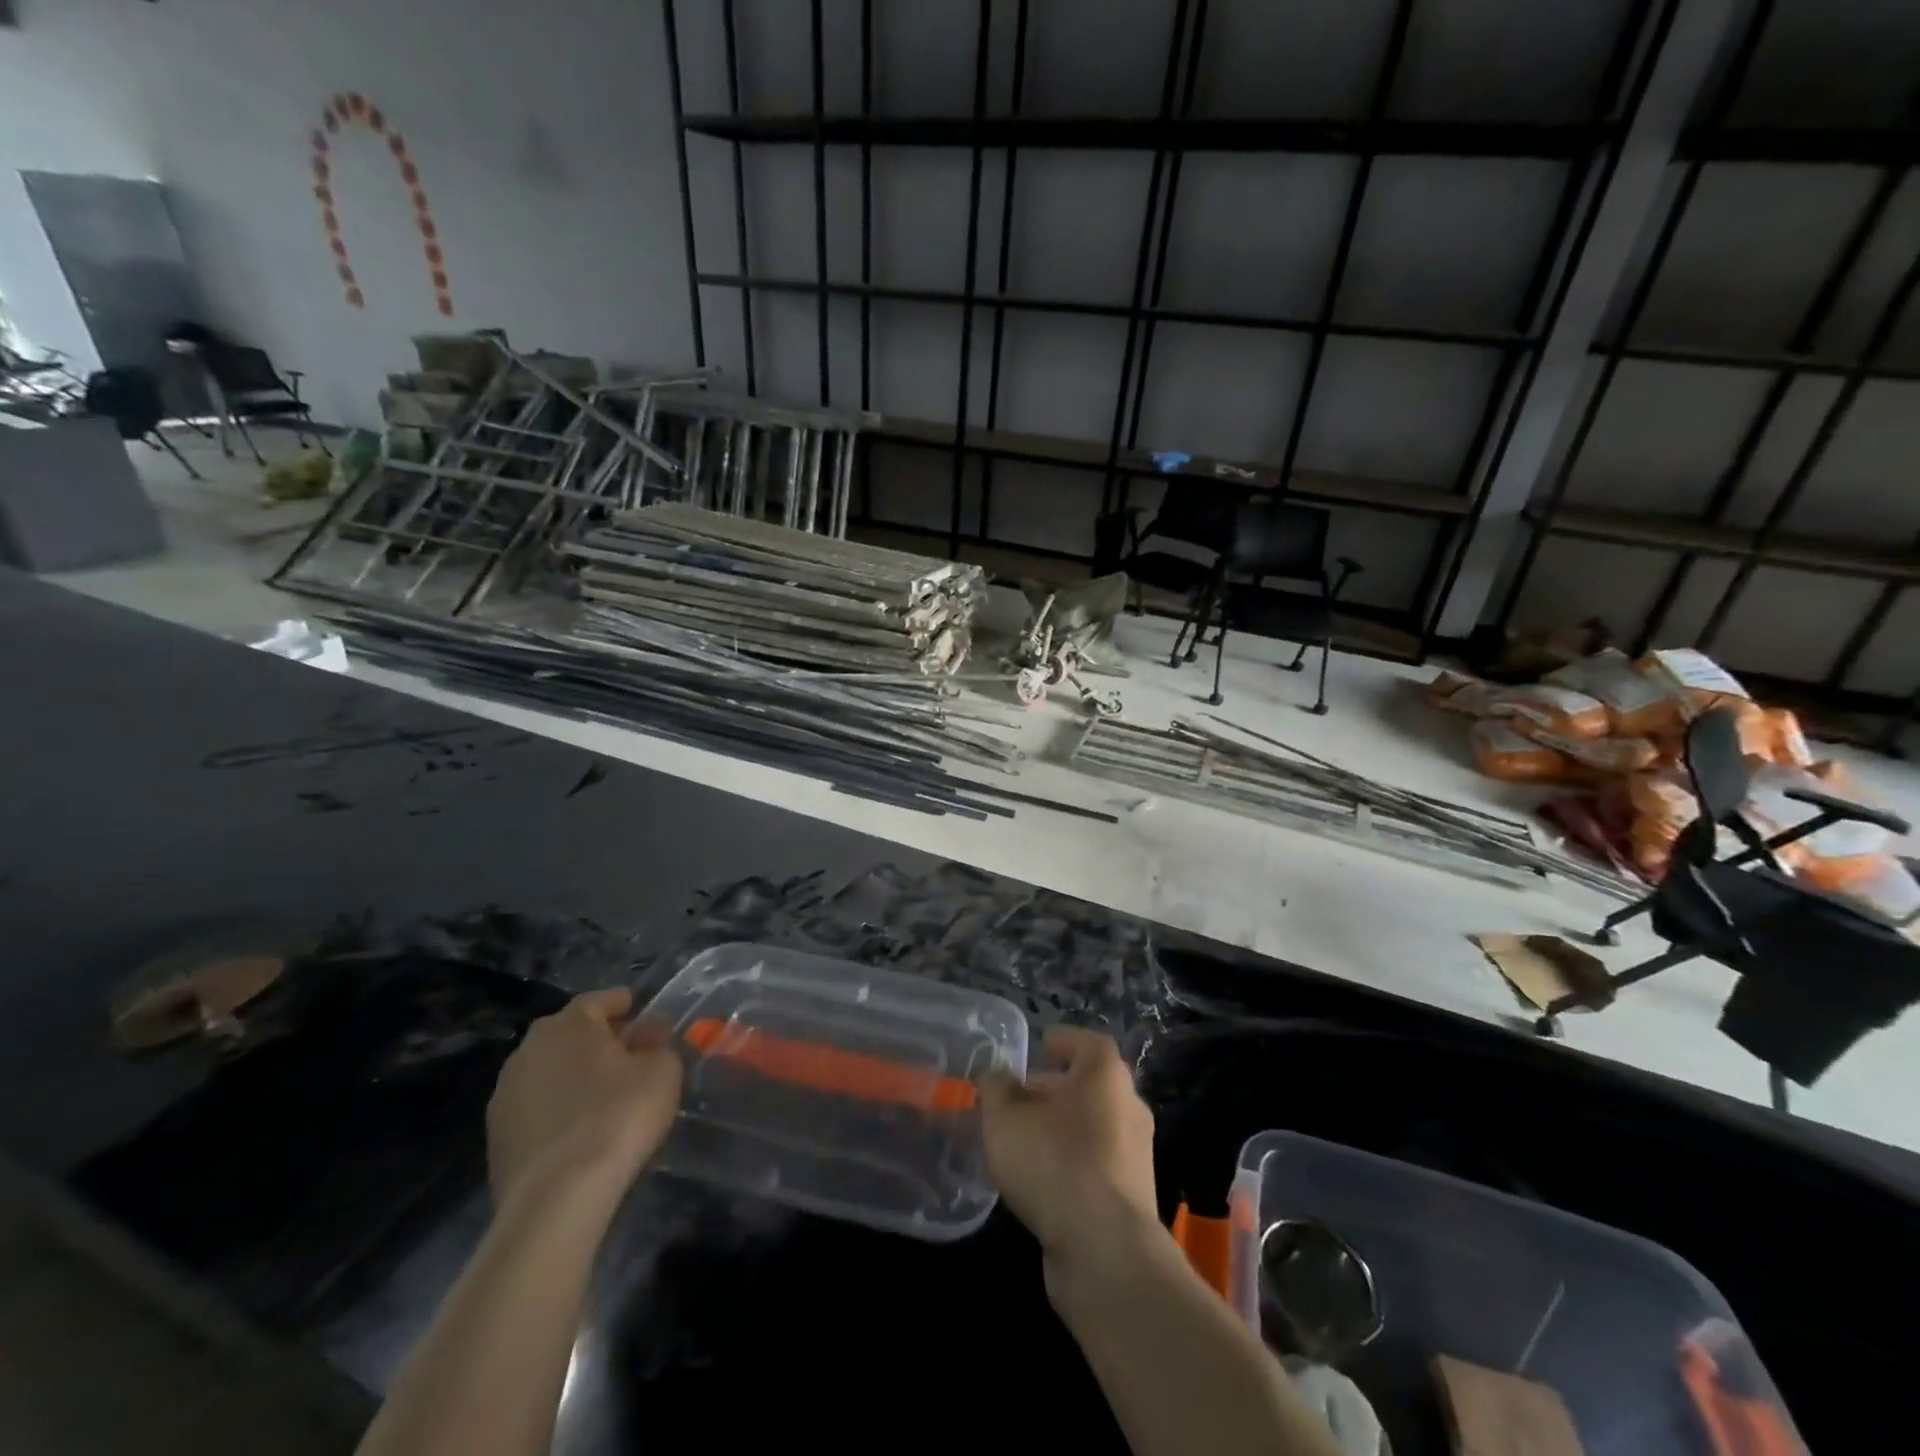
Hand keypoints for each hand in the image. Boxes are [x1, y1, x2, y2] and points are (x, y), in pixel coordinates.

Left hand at [487, 989, 682, 1210]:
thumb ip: (658, 1044)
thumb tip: (649, 1035)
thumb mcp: (662, 1071)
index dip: (625, 1005)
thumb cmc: (617, 1117)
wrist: (556, 1199)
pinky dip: (558, 1109)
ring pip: (550, 1071)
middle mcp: (528, 1049)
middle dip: (599, 1040)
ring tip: (605, 1096)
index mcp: (568, 1024)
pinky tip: (581, 1130)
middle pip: (571, 1034)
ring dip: (575, 1076)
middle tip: (630, 1056)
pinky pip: (537, 1108)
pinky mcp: (496, 1137)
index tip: (643, 1016)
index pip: (600, 1000)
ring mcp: (505, 1095)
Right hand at [980, 1028, 1159, 1279]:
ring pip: (1092, 1127)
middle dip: (1052, 1090)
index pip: (1087, 1043)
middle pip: (1089, 1086)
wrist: (1106, 1250)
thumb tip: (997, 1077)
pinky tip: (1038, 1181)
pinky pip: (1095, 1165)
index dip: (1062, 1042)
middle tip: (1017, 1099)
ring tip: (1019, 1142)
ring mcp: (1135, 1155)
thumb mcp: (1005, 1117)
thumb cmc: (1054, 1162)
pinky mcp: (1132, 1197)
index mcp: (1105, 1075)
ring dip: (1059, 1129)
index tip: (1040, 1046)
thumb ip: (996, 1088)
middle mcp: (1128, 1106)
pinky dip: (1069, 1163)